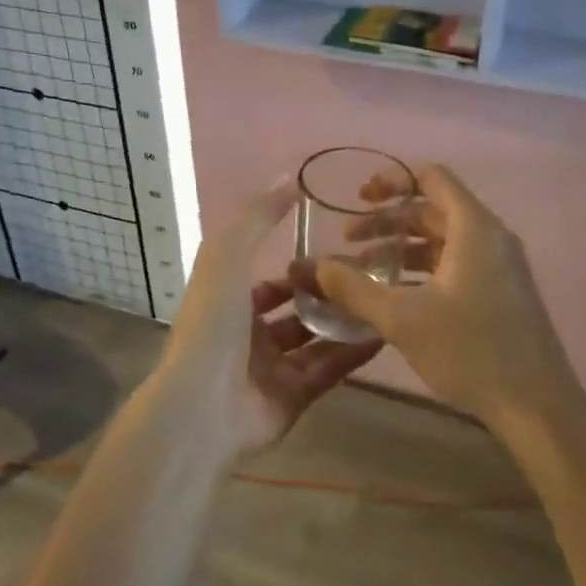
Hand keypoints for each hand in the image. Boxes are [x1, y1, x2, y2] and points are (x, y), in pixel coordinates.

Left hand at [160, 182, 380, 457]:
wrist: (202, 406)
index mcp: (228, 304)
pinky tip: (383, 333)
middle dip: (327, 295)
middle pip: (296, 311)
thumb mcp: (228, 257)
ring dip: (345, 322)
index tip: (335, 249)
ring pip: (316, 341)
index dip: (297, 267)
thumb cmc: (212, 325)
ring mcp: (270, 371)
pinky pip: (327, 370)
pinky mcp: (292, 400)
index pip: (267, 281)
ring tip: (383, 301)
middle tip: (368, 277)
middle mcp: (248, 337)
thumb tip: (289, 179)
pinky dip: (352, 354)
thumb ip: (257, 218)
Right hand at [310, 164, 571, 429]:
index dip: (392, 180)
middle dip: (387, 221)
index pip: (431, 178)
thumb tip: (316, 266)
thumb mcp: (401, 319)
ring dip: (402, 248)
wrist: (536, 407)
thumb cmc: (470, 351)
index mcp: (473, 228)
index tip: (358, 199)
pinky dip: (422, 269)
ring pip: (442, 240)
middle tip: (348, 241)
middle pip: (433, 209)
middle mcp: (490, 237)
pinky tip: (395, 296)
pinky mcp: (501, 293)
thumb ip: (354, 288)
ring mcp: (499, 266)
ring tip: (363, 271)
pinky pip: (455, 263)